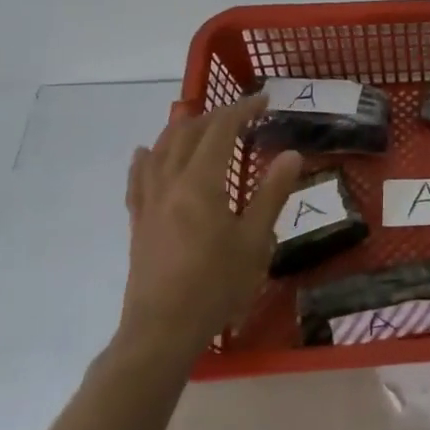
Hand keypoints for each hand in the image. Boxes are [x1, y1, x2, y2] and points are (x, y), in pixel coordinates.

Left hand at [118, 97, 304, 371]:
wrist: (162, 329)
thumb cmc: (216, 285)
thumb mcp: (254, 241)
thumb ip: (271, 194)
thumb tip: (291, 154)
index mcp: (200, 183)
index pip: (220, 131)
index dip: (242, 110)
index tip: (265, 100)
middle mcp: (170, 183)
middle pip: (187, 134)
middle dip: (215, 115)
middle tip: (243, 112)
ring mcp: (149, 202)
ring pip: (160, 150)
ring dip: (182, 129)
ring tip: (202, 122)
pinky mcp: (139, 221)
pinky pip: (138, 178)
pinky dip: (146, 158)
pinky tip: (146, 152)